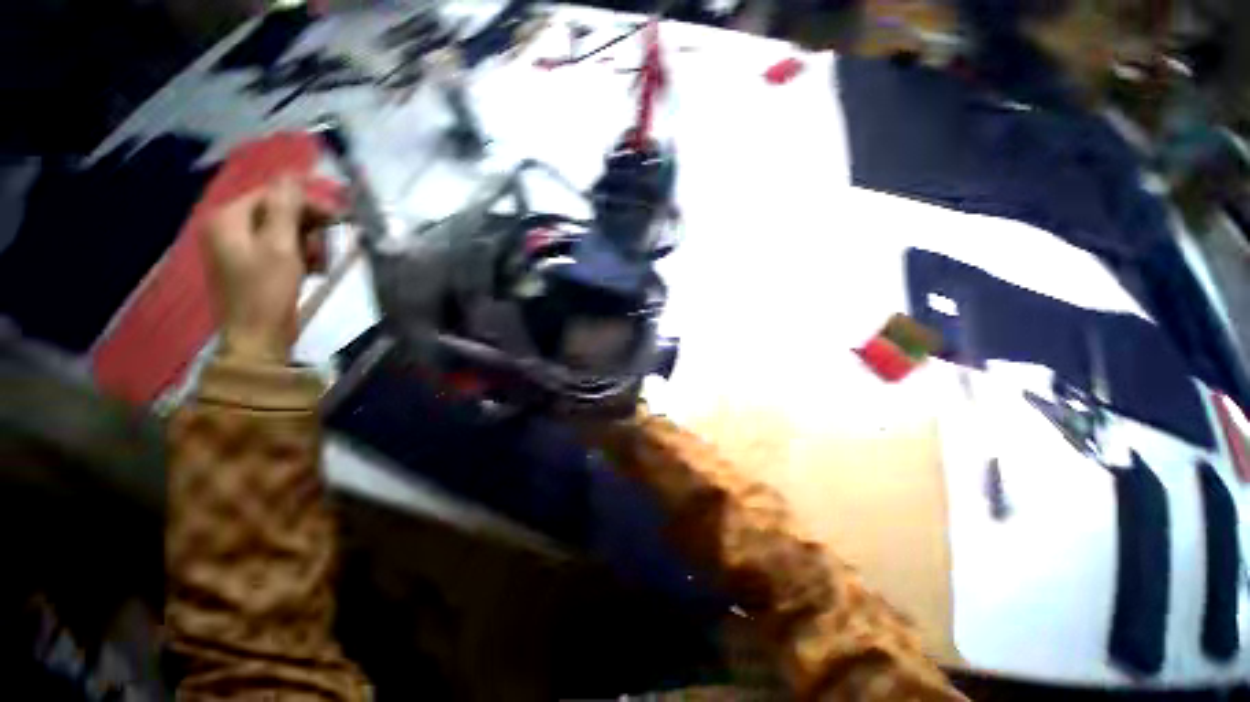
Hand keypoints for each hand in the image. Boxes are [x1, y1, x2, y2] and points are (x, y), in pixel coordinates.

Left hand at [204, 176, 334, 363]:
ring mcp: (236, 247)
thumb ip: (285, 208)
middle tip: (329, 244)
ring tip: (318, 263)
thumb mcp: (280, 246)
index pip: (271, 195)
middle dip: (307, 227)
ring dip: (306, 243)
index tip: (338, 218)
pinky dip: (298, 256)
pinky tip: (310, 270)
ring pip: (281, 231)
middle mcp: (227, 227)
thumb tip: (292, 174)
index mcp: (228, 218)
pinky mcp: (248, 265)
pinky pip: (278, 248)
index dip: (306, 203)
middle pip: (276, 212)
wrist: (257, 338)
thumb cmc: (267, 291)